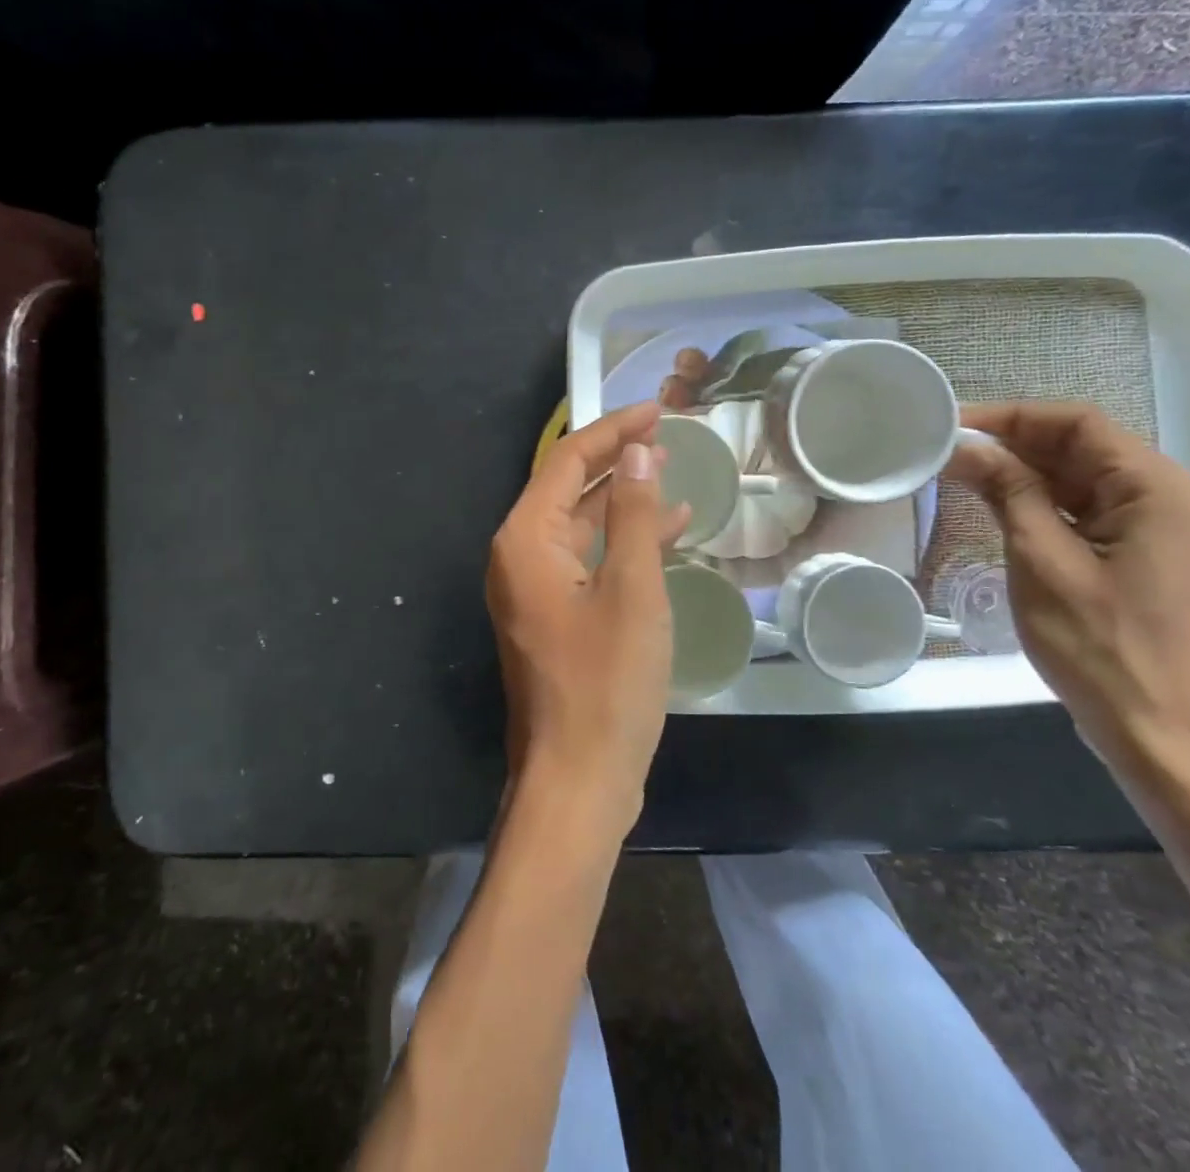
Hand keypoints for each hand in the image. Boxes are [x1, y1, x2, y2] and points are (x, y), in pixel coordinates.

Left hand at [486, 401, 690, 833]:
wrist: (578, 780)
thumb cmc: (607, 683)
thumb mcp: (633, 589)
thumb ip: (634, 514)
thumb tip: (636, 452)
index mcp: (525, 540)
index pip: (567, 460)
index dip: (612, 430)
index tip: (657, 409)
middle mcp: (519, 557)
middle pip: (568, 488)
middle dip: (616, 459)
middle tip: (666, 434)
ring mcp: (534, 590)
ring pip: (580, 526)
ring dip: (623, 499)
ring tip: (670, 471)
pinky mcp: (554, 617)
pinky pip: (587, 562)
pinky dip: (623, 543)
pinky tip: (667, 531)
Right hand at [945, 402, 1189, 772]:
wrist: (1161, 733)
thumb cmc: (1100, 645)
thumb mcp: (1042, 560)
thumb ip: (1008, 492)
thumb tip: (965, 446)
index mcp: (1160, 491)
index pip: (1080, 425)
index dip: (1013, 418)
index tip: (954, 426)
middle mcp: (1176, 500)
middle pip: (1087, 450)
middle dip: (1017, 446)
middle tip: (951, 453)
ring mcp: (1170, 532)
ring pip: (1089, 482)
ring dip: (1030, 476)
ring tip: (966, 478)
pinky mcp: (1155, 560)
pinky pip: (1098, 514)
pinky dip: (1051, 506)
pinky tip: (1006, 511)